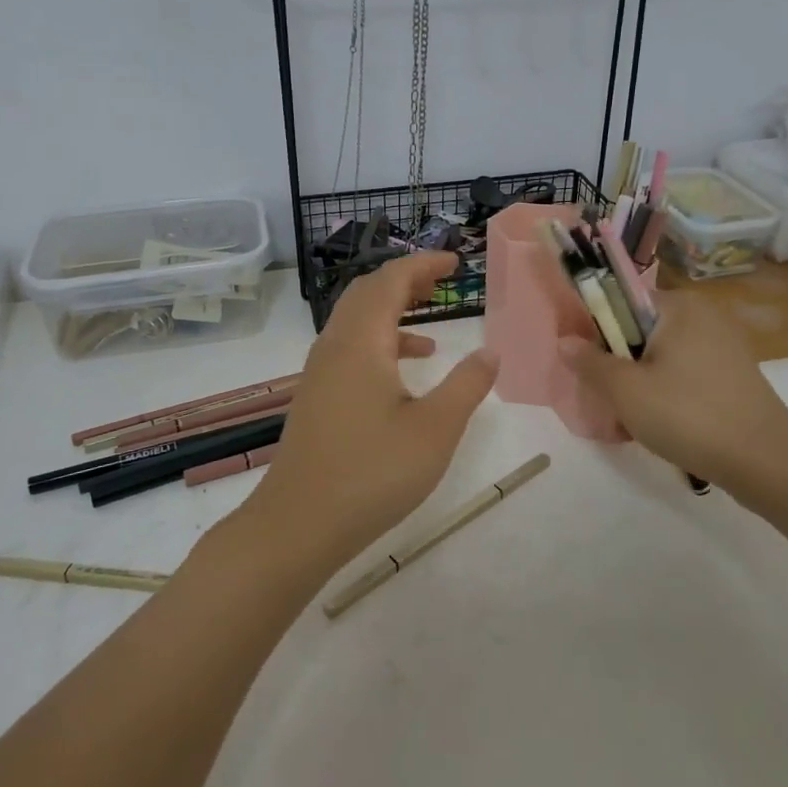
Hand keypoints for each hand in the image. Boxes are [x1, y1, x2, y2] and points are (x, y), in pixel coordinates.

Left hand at [237, 253, 498, 572]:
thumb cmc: (372, 473)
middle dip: (405, 279)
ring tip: (431, 320)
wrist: (298, 524)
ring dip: (391, 310)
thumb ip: (467, 385)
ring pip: (355, 321)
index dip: (423, 264)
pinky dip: (379, 343)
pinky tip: (405, 372)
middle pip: (367, 292)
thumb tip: (490, 351)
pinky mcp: (316, 397)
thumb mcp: (435, 429)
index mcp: (361, 342)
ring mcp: (320, 372)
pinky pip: (349, 348)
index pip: (390, 280)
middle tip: (441, 280)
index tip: (455, 262)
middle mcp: (335, 346)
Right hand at [561, 288, 787, 501]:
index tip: (589, 366)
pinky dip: (667, 394)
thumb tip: (565, 340)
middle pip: (640, 332)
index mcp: (679, 306)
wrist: (766, 463)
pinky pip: (685, 375)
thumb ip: (590, 362)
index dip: (597, 331)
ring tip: (631, 421)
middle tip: (609, 401)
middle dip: (619, 365)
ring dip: (640, 384)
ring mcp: (724, 346)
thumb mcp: (625, 391)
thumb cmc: (688, 415)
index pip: (622, 302)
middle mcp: (704, 316)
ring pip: (661, 357)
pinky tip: (661, 427)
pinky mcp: (734, 375)